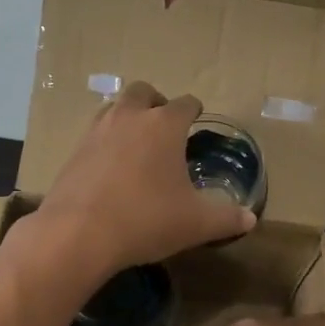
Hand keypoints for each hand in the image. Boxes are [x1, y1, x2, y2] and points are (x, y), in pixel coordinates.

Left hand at [32, 81, 254, 278]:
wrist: (79, 234)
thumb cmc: (146, 219)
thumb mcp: (196, 224)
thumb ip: (226, 218)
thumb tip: (250, 219)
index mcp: (164, 125)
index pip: (185, 104)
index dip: (194, 110)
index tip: (197, 118)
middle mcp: (129, 117)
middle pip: (143, 92)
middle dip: (156, 102)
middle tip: (164, 124)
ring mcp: (97, 131)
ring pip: (114, 108)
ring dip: (128, 117)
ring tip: (137, 142)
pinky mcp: (74, 152)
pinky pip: (95, 134)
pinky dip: (106, 142)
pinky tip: (111, 167)